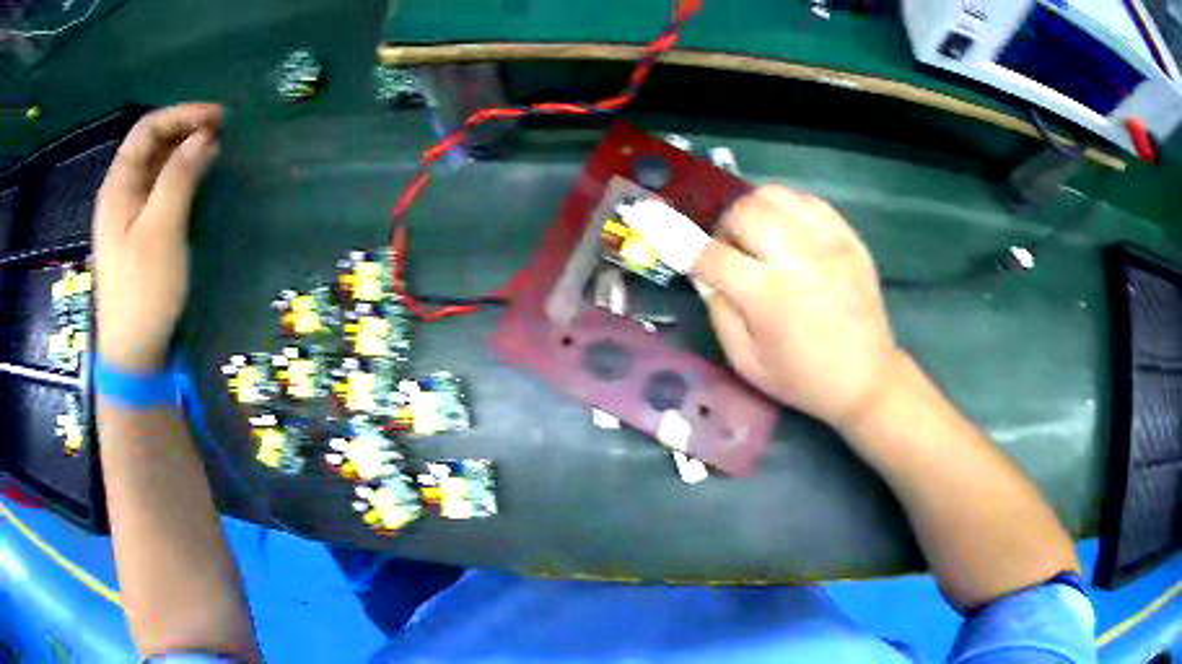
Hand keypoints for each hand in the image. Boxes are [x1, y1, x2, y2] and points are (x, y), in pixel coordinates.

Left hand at [94, 104, 222, 372]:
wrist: (133, 354)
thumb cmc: (144, 291)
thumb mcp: (162, 230)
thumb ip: (180, 177)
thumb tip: (204, 137)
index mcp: (118, 186)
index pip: (147, 129)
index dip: (182, 115)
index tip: (217, 118)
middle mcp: (120, 194)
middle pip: (150, 145)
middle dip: (185, 129)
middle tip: (221, 131)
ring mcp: (127, 216)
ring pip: (155, 168)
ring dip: (184, 152)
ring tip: (215, 150)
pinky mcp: (138, 235)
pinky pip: (158, 191)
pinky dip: (180, 177)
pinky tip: (198, 179)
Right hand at [691, 186, 900, 427]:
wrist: (866, 379)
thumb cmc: (802, 378)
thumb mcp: (746, 363)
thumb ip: (719, 314)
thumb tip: (708, 276)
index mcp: (768, 297)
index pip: (713, 255)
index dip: (696, 256)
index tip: (698, 264)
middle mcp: (797, 259)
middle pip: (744, 212)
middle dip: (725, 226)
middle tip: (732, 247)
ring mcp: (828, 243)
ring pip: (776, 196)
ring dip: (755, 210)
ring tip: (759, 233)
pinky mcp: (849, 238)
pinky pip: (810, 201)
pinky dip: (789, 208)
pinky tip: (788, 230)